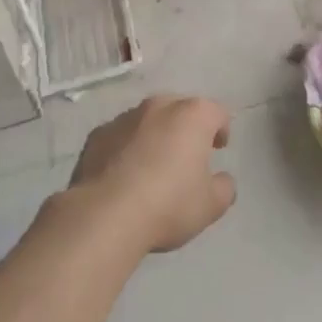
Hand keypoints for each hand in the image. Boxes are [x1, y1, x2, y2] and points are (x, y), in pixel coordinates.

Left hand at [68, 95, 236, 253]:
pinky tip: (123, 175)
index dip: (221, 129)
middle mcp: (159, 106)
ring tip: (152, 167)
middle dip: (186, 128)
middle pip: (180, 109)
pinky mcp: (97, 135)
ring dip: (154, 136)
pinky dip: (125, 149)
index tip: (219, 148)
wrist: (105, 215)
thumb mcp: (211, 205)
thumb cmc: (168, 204)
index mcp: (193, 115)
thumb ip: (224, 187)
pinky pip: (120, 137)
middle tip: (187, 155)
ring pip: (147, 121)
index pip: (216, 112)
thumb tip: (221, 179)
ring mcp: (124, 118)